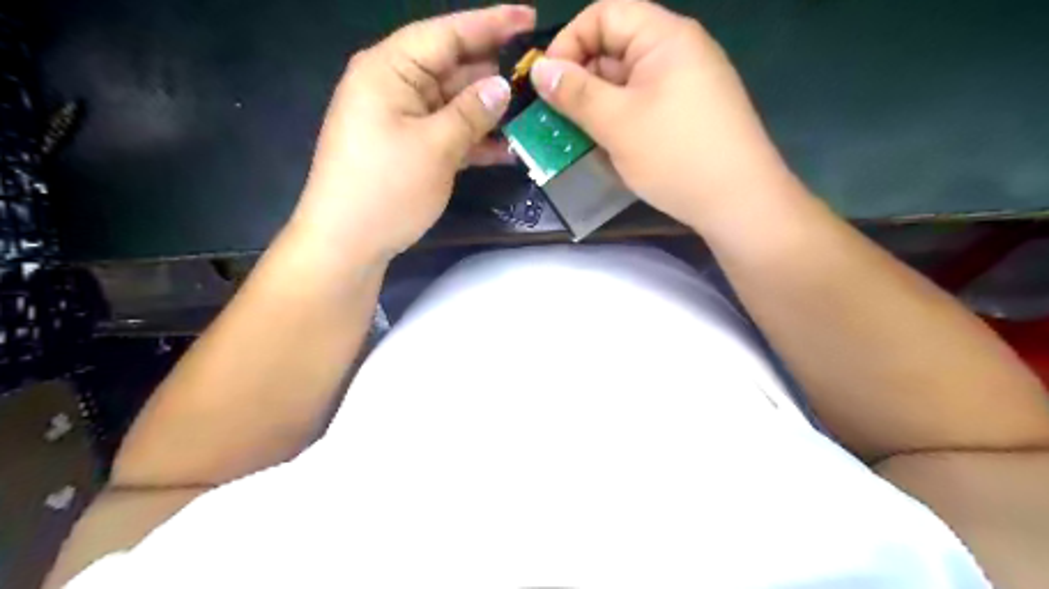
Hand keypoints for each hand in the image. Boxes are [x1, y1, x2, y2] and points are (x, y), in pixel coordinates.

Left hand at [291, 1, 536, 256]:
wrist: (347, 243)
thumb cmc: (386, 188)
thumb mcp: (435, 147)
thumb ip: (471, 113)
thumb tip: (501, 87)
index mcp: (390, 70)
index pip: (446, 34)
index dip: (490, 24)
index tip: (529, 17)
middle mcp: (394, 86)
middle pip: (452, 69)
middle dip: (494, 74)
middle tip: (538, 79)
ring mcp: (400, 119)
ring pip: (453, 105)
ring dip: (488, 113)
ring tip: (531, 115)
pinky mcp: (408, 148)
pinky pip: (446, 133)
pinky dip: (473, 141)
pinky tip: (506, 149)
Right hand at [530, 0, 799, 228]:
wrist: (738, 202)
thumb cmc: (676, 154)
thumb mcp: (617, 122)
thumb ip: (575, 93)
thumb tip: (539, 70)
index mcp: (664, 37)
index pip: (605, 14)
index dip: (569, 42)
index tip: (547, 83)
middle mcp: (676, 53)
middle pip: (614, 48)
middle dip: (580, 80)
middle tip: (555, 118)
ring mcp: (683, 86)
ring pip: (625, 83)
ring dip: (596, 106)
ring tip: (574, 137)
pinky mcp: (685, 115)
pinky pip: (641, 106)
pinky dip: (618, 121)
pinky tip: (605, 147)